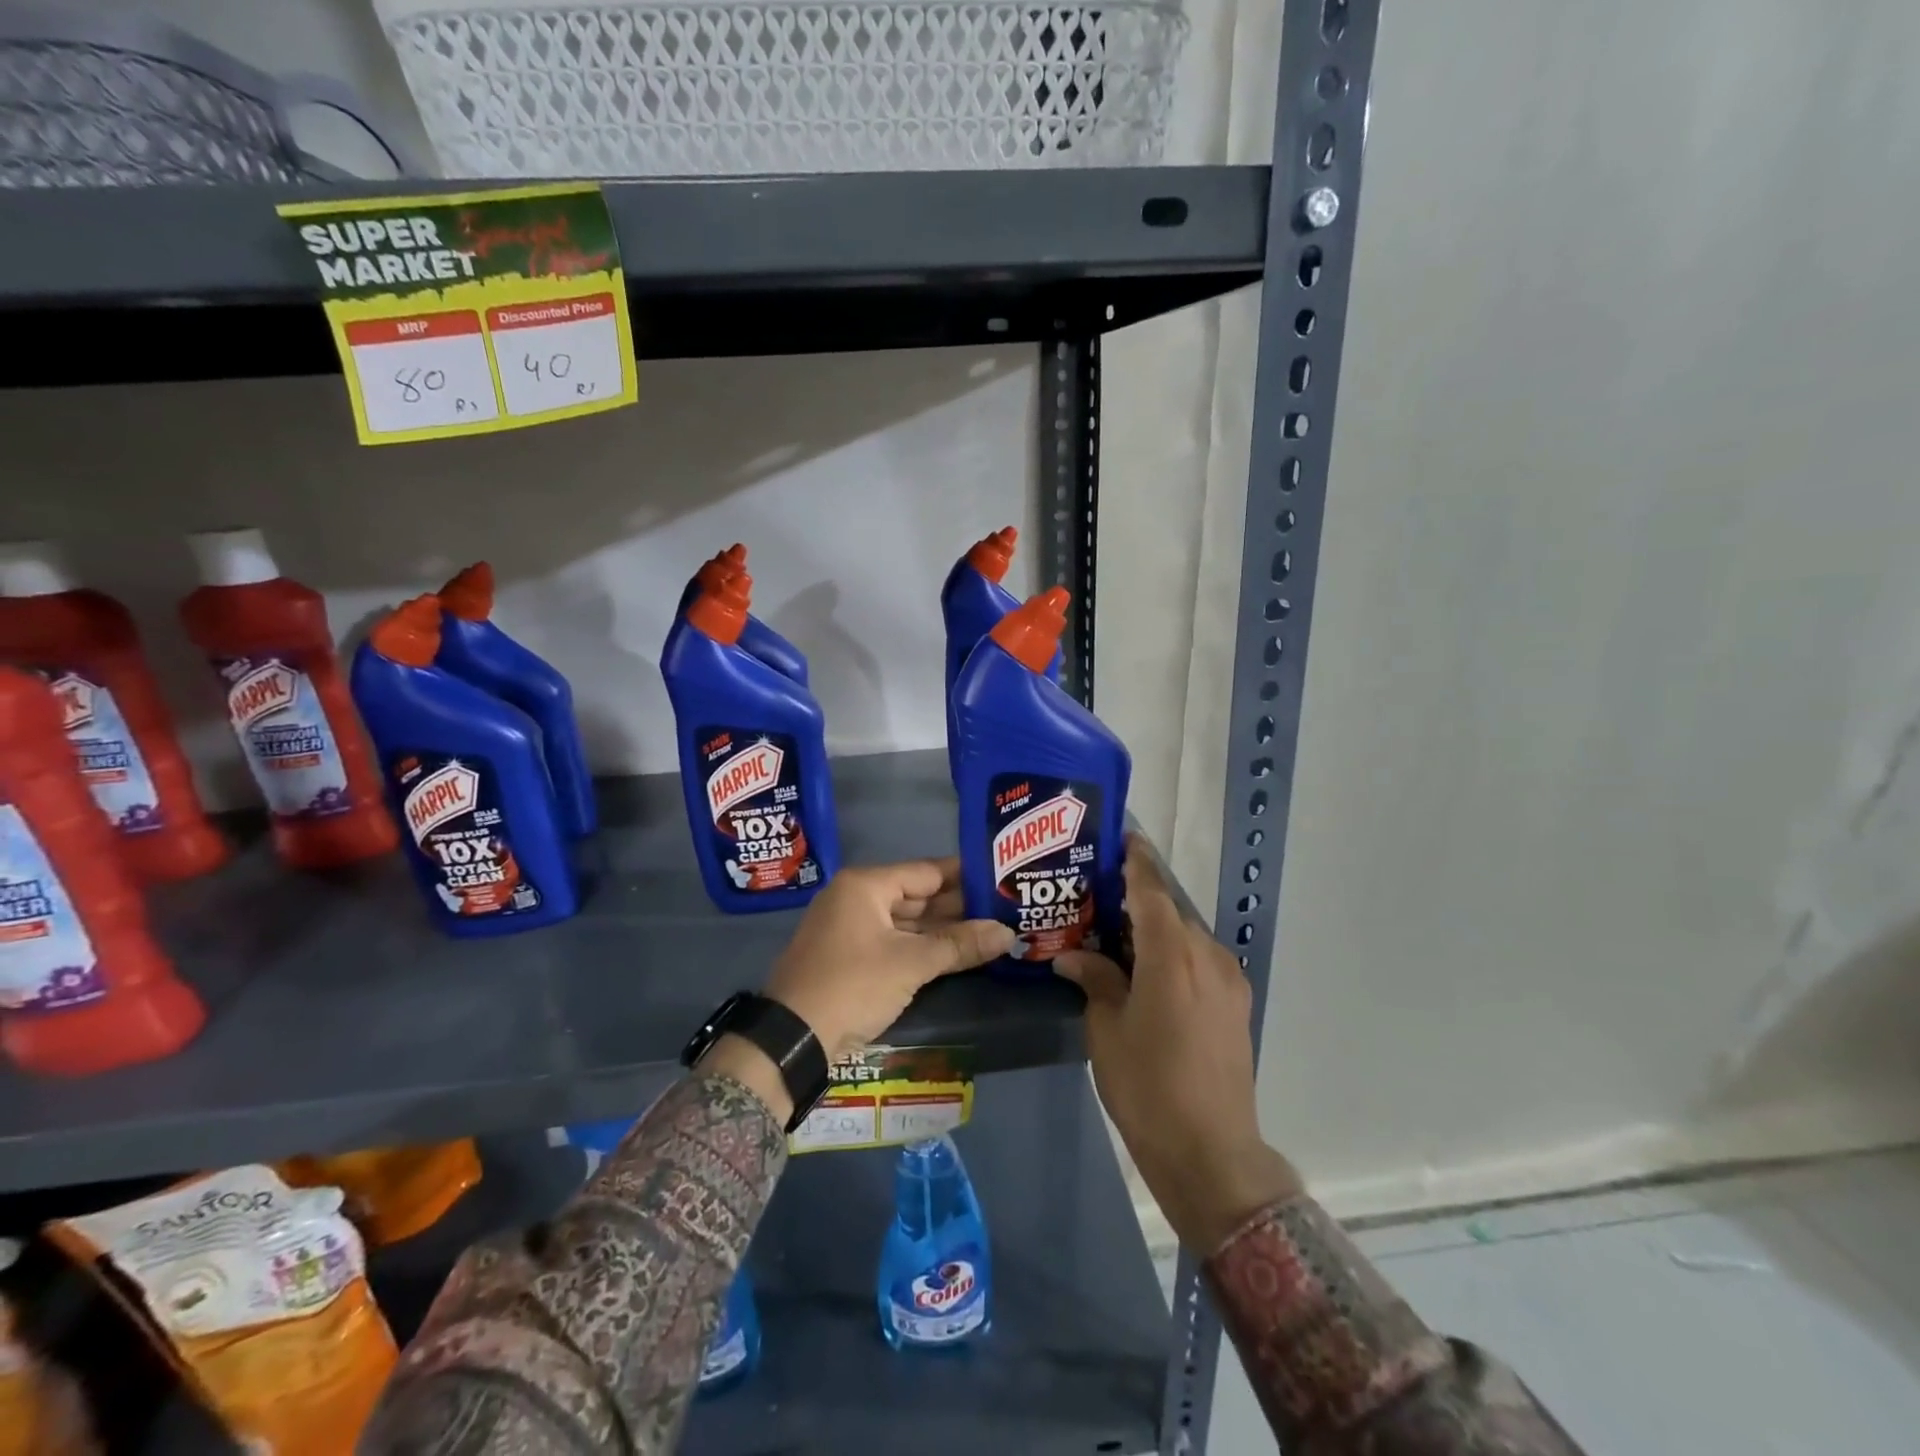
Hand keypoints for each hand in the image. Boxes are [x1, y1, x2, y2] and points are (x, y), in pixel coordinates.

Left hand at [765, 857, 1015, 1059]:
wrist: (792, 1039)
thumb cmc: (853, 984)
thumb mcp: (911, 963)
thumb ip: (960, 945)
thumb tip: (1008, 933)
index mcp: (865, 885)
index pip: (927, 871)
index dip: (965, 875)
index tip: (1001, 878)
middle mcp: (856, 899)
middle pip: (917, 896)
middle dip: (959, 906)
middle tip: (1004, 908)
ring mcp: (851, 929)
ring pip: (907, 922)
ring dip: (943, 930)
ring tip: (990, 931)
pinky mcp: (850, 958)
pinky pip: (894, 942)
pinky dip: (922, 948)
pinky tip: (955, 954)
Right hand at [1056, 835, 1301, 1251]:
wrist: (1211, 1153)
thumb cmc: (1148, 1086)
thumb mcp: (1107, 1030)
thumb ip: (1095, 979)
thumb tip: (1072, 954)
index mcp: (1174, 954)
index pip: (1152, 889)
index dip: (1136, 860)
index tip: (1119, 837)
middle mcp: (1208, 955)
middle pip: (1169, 910)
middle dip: (1137, 898)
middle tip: (1096, 896)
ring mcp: (1228, 980)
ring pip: (1186, 935)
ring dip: (1154, 928)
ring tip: (1115, 934)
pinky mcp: (1235, 1003)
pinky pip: (1199, 960)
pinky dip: (1172, 952)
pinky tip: (1144, 969)